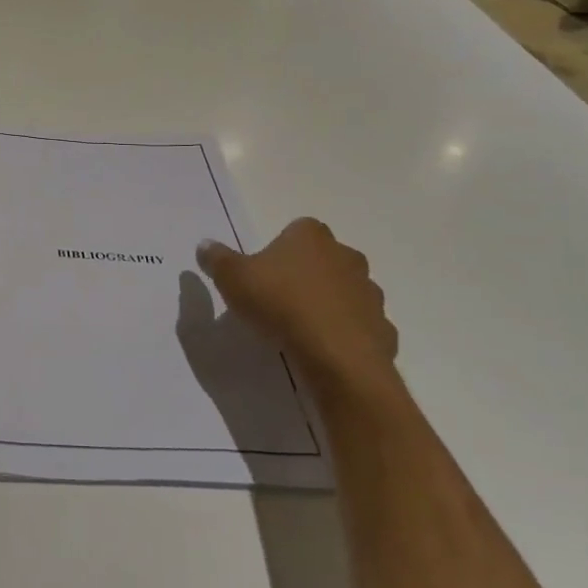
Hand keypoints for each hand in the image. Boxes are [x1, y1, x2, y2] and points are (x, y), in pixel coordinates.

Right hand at [196, 218, 398, 397]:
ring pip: (345, 292)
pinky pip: (359, 326)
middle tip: (279, 299)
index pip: (296, 230)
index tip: (263, 273)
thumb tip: (205, 244)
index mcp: (311, 236)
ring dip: (328, 304)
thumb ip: (217, 259)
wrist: (337, 357)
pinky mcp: (383, 328)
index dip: (279, 250)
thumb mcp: (233, 278)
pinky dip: (344, 334)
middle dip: (305, 274)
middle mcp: (347, 256)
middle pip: (323, 259)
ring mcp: (370, 292)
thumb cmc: (281, 304)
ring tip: (300, 329)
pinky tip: (324, 350)